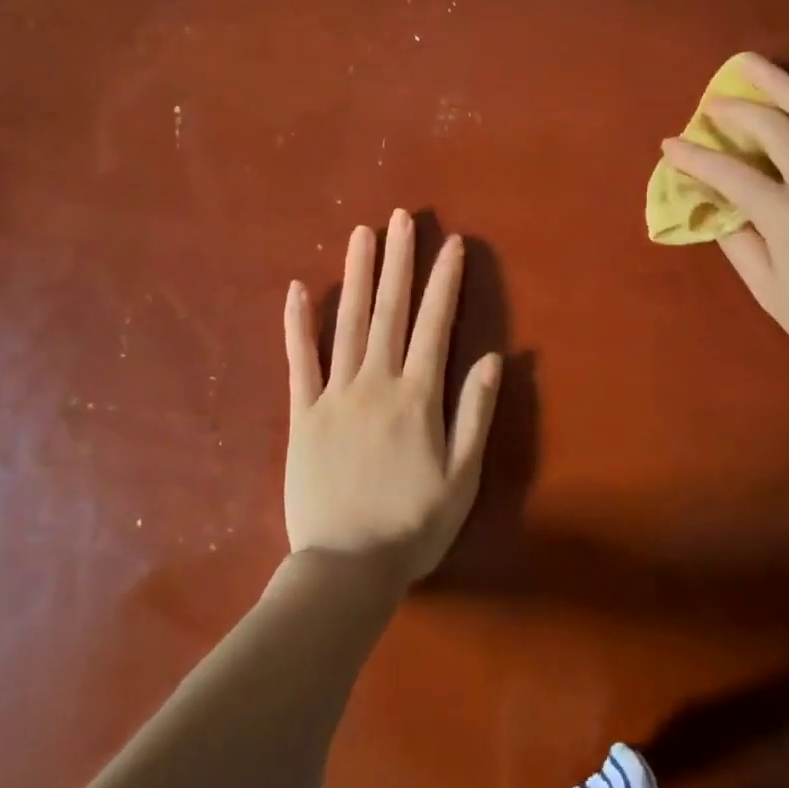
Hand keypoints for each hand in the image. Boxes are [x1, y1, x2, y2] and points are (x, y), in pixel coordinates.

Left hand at [282, 211, 502, 585]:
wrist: (345, 568)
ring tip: (361, 234)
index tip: (451, 244)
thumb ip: (475, 413)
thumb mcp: (462, 476)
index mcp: (416, 397)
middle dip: (398, 261)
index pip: (435, 325)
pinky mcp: (301, 414)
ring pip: (346, 323)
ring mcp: (333, 395)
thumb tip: (492, 357)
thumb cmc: (413, 525)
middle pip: (389, 311)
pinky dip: (297, 324)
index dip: (445, 282)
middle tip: (401, 218)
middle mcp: (375, 383)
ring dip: (356, 276)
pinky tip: (296, 290)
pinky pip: (298, 361)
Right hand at [662, 54, 788, 388]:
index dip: (695, 157)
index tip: (670, 145)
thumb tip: (719, 212)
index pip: (731, 175)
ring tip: (758, 66)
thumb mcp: (773, 295)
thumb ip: (742, 247)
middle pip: (777, 128)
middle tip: (713, 99)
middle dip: (738, 108)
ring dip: (786, 85)